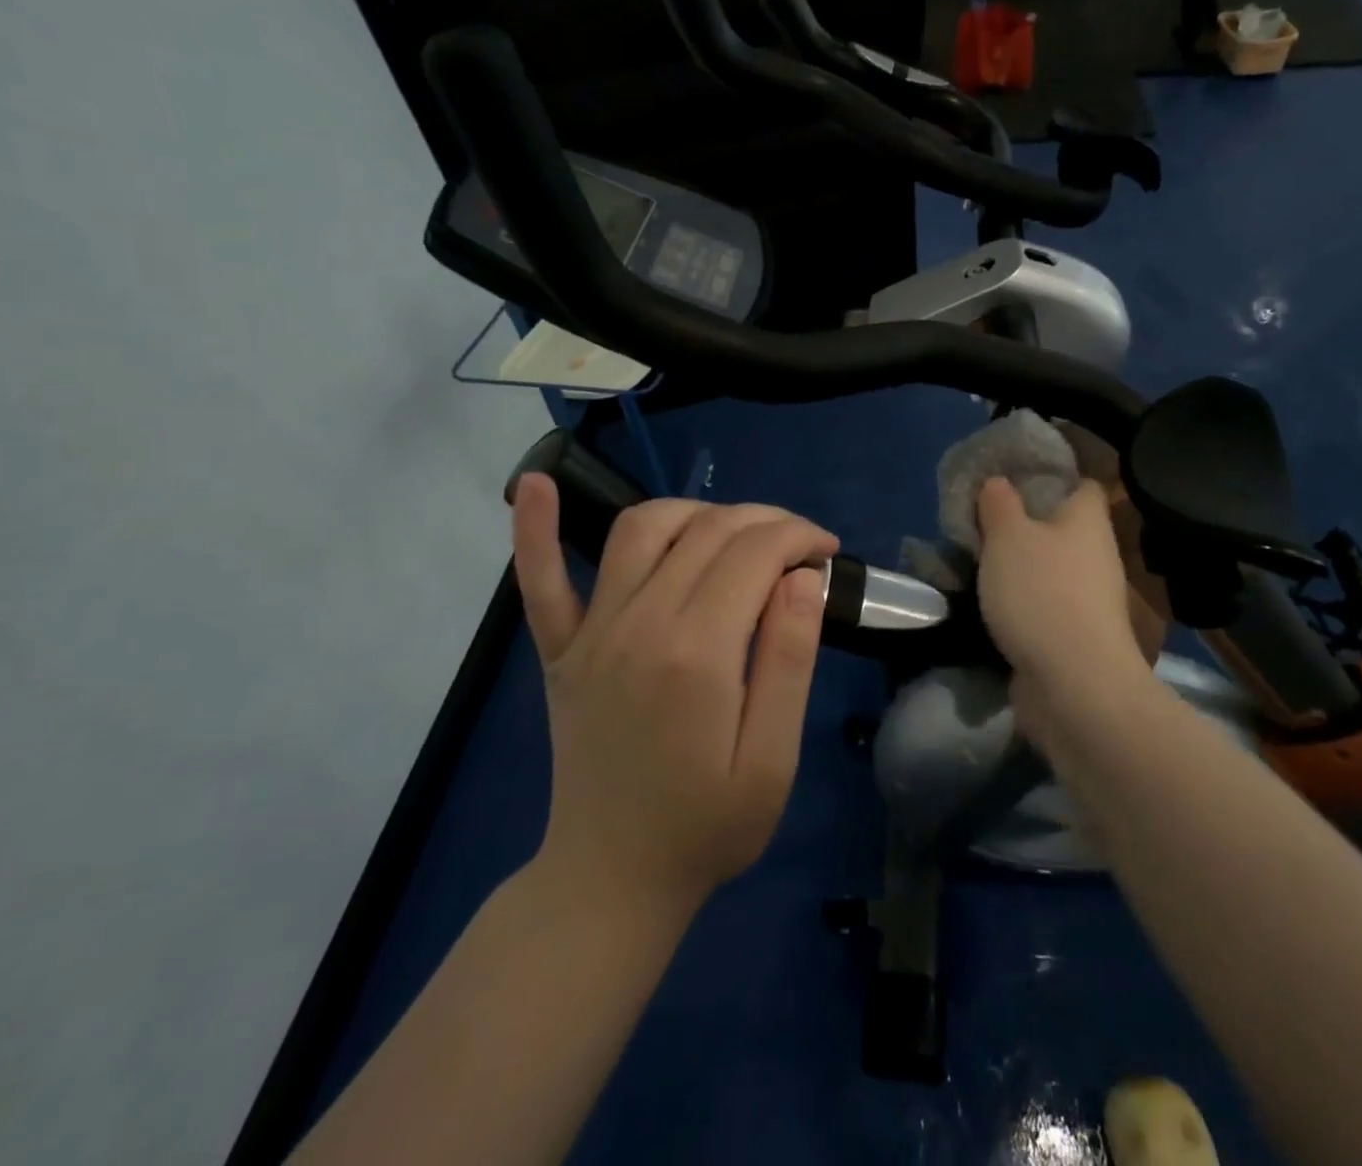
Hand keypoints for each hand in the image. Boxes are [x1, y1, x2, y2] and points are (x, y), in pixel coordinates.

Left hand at [512, 475, 836, 916]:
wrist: (612, 880)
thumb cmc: (708, 826)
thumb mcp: (773, 759)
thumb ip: (789, 660)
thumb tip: (801, 578)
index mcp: (698, 653)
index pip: (756, 552)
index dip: (799, 537)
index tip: (826, 551)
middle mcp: (640, 623)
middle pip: (709, 530)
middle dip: (765, 520)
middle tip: (797, 544)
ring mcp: (592, 632)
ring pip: (643, 528)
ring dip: (696, 511)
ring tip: (734, 532)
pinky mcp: (561, 648)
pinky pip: (541, 578)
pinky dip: (536, 528)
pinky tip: (535, 482)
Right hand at [976, 477, 1148, 730]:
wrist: (1073, 684)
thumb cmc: (1041, 593)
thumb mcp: (1007, 535)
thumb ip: (999, 503)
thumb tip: (998, 482)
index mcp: (1088, 520)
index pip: (1082, 483)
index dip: (1052, 476)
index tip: (1013, 477)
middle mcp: (1097, 554)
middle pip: (1062, 527)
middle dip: (1026, 524)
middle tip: (983, 521)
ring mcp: (1090, 598)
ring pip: (1051, 567)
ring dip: (1021, 566)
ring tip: (978, 561)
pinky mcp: (1077, 635)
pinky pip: (1045, 604)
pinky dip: (1022, 602)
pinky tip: (991, 603)